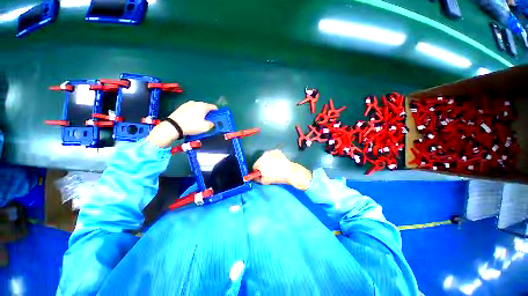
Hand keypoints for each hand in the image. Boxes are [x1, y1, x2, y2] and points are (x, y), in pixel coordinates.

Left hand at [147, 101, 217, 146]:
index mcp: (203, 106)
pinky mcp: (181, 107)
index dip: (217, 112)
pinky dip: (193, 112)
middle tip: (209, 119)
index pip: (213, 107)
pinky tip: (192, 118)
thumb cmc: (192, 126)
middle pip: (205, 106)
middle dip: (208, 112)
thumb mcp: (205, 127)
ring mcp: (188, 104)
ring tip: (200, 119)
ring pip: (197, 107)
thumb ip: (211, 124)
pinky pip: (191, 109)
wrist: (174, 126)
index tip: (217, 117)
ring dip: (200, 112)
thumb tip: (212, 123)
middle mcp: (196, 103)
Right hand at [252, 150, 311, 190]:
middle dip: (262, 166)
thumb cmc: (276, 177)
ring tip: (274, 167)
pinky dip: (274, 158)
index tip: (261, 174)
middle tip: (268, 171)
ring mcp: (271, 152)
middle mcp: (264, 155)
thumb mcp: (264, 181)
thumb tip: (255, 177)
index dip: (257, 171)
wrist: (289, 172)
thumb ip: (257, 179)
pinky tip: (278, 163)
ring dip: (268, 161)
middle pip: (260, 161)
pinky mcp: (277, 151)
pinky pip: (272, 155)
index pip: (255, 167)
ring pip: (266, 157)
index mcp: (259, 162)